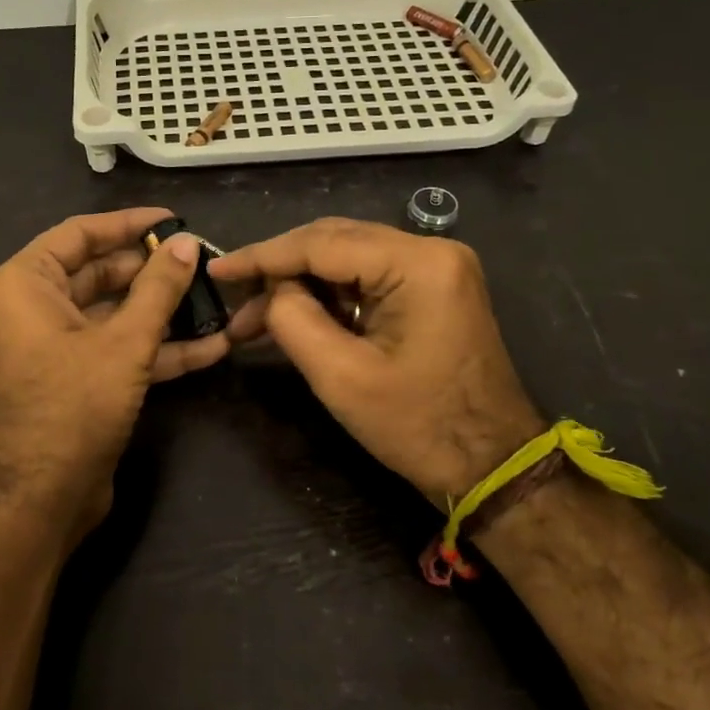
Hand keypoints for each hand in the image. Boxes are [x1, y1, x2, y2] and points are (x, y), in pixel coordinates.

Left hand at [0, 208, 229, 541]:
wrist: (41, 500)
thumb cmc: (72, 407)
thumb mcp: (124, 343)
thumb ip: (158, 289)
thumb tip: (186, 243)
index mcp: (28, 284)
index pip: (81, 233)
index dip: (129, 223)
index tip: (175, 219)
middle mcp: (37, 308)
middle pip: (102, 273)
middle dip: (154, 271)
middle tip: (204, 261)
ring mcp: (59, 346)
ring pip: (116, 314)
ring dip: (164, 312)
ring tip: (218, 299)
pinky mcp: (80, 379)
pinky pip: (120, 350)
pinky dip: (159, 348)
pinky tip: (212, 345)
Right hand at [209, 218, 541, 510]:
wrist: (493, 468)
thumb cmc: (419, 427)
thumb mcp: (341, 376)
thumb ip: (293, 319)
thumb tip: (271, 291)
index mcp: (417, 263)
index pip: (321, 243)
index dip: (262, 255)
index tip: (216, 268)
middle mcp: (431, 250)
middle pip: (334, 241)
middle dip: (279, 270)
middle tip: (234, 299)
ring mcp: (436, 268)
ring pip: (347, 258)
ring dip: (301, 285)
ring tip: (254, 319)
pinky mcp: (433, 289)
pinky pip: (368, 278)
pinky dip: (329, 296)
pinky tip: (295, 317)